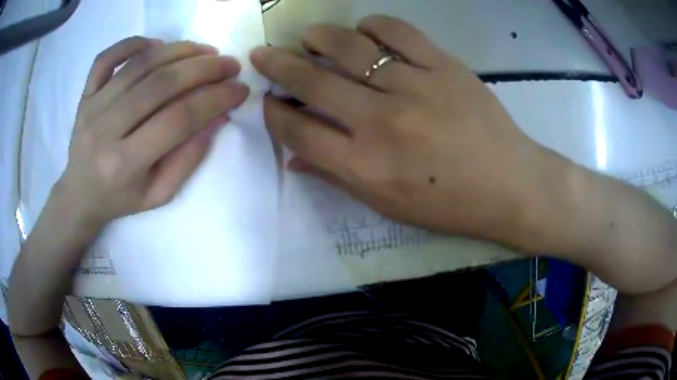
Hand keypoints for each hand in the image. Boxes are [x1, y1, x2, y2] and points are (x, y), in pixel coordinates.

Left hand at [54, 37, 249, 226]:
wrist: (79, 196)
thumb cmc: (120, 200)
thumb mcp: (159, 194)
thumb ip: (188, 158)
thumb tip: (218, 117)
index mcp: (124, 165)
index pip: (178, 120)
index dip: (215, 99)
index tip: (240, 89)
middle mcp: (105, 131)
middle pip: (160, 84)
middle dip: (203, 68)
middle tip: (229, 64)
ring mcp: (92, 107)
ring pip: (139, 65)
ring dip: (179, 51)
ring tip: (205, 51)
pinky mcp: (85, 95)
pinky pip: (106, 58)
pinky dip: (133, 43)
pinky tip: (157, 45)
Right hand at [251, 16, 548, 238]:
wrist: (508, 184)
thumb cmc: (448, 204)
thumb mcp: (387, 205)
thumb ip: (336, 177)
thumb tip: (294, 158)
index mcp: (365, 165)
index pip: (297, 130)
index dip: (272, 113)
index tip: (267, 100)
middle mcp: (382, 121)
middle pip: (312, 81)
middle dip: (277, 65)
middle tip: (262, 54)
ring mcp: (415, 86)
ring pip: (350, 47)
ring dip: (318, 37)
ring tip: (308, 37)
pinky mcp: (444, 65)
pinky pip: (397, 32)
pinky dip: (372, 25)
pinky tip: (363, 31)